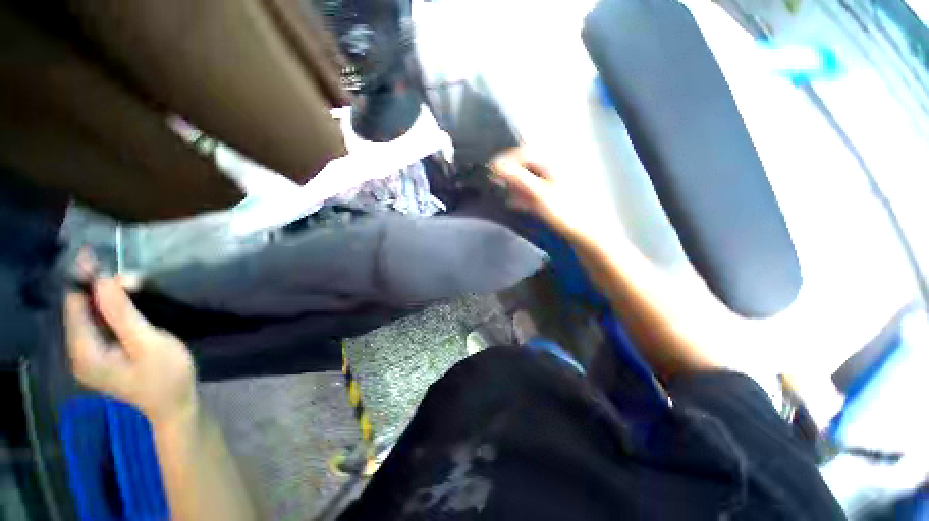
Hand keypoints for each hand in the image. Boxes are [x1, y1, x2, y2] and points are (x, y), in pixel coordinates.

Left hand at [64, 278, 196, 428]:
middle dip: (101, 288)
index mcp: (84, 353)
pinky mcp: (102, 355)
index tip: (97, 256)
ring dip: (109, 297)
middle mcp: (79, 352)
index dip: (84, 280)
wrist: (175, 404)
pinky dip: (112, 309)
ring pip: (91, 315)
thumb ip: (123, 314)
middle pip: (81, 309)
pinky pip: (100, 324)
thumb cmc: (166, 375)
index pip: (74, 306)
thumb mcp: (148, 343)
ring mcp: (89, 355)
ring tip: (134, 284)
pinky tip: (128, 303)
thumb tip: (104, 279)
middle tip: (131, 275)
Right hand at [490, 148, 620, 248]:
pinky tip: (517, 204)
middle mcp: (555, 168)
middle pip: (527, 165)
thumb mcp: (538, 193)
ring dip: (516, 185)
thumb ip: (517, 177)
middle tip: (496, 183)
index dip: (506, 160)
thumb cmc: (563, 211)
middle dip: (510, 174)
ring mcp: (556, 183)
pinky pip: (535, 191)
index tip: (491, 171)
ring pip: (530, 179)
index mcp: (553, 162)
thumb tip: (495, 164)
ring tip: (505, 195)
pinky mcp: (556, 197)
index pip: (524, 152)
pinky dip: (524, 195)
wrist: (587, 234)